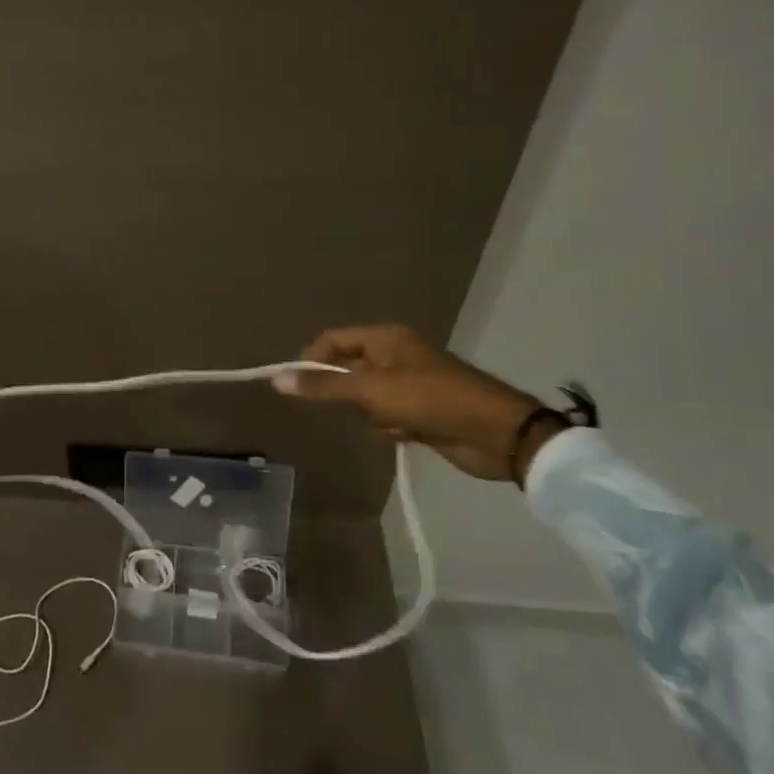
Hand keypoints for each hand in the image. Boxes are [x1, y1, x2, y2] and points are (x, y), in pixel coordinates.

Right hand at [273, 324, 552, 483]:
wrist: (496, 434)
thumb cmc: (429, 399)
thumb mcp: (370, 391)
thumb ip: (323, 386)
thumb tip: (276, 379)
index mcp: (385, 338)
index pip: (332, 340)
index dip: (309, 360)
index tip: (292, 386)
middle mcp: (395, 355)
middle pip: (348, 368)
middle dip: (342, 391)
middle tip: (339, 409)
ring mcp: (409, 384)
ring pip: (366, 396)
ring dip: (367, 413)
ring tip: (382, 423)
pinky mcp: (421, 411)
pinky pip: (386, 416)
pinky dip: (387, 427)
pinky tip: (399, 436)